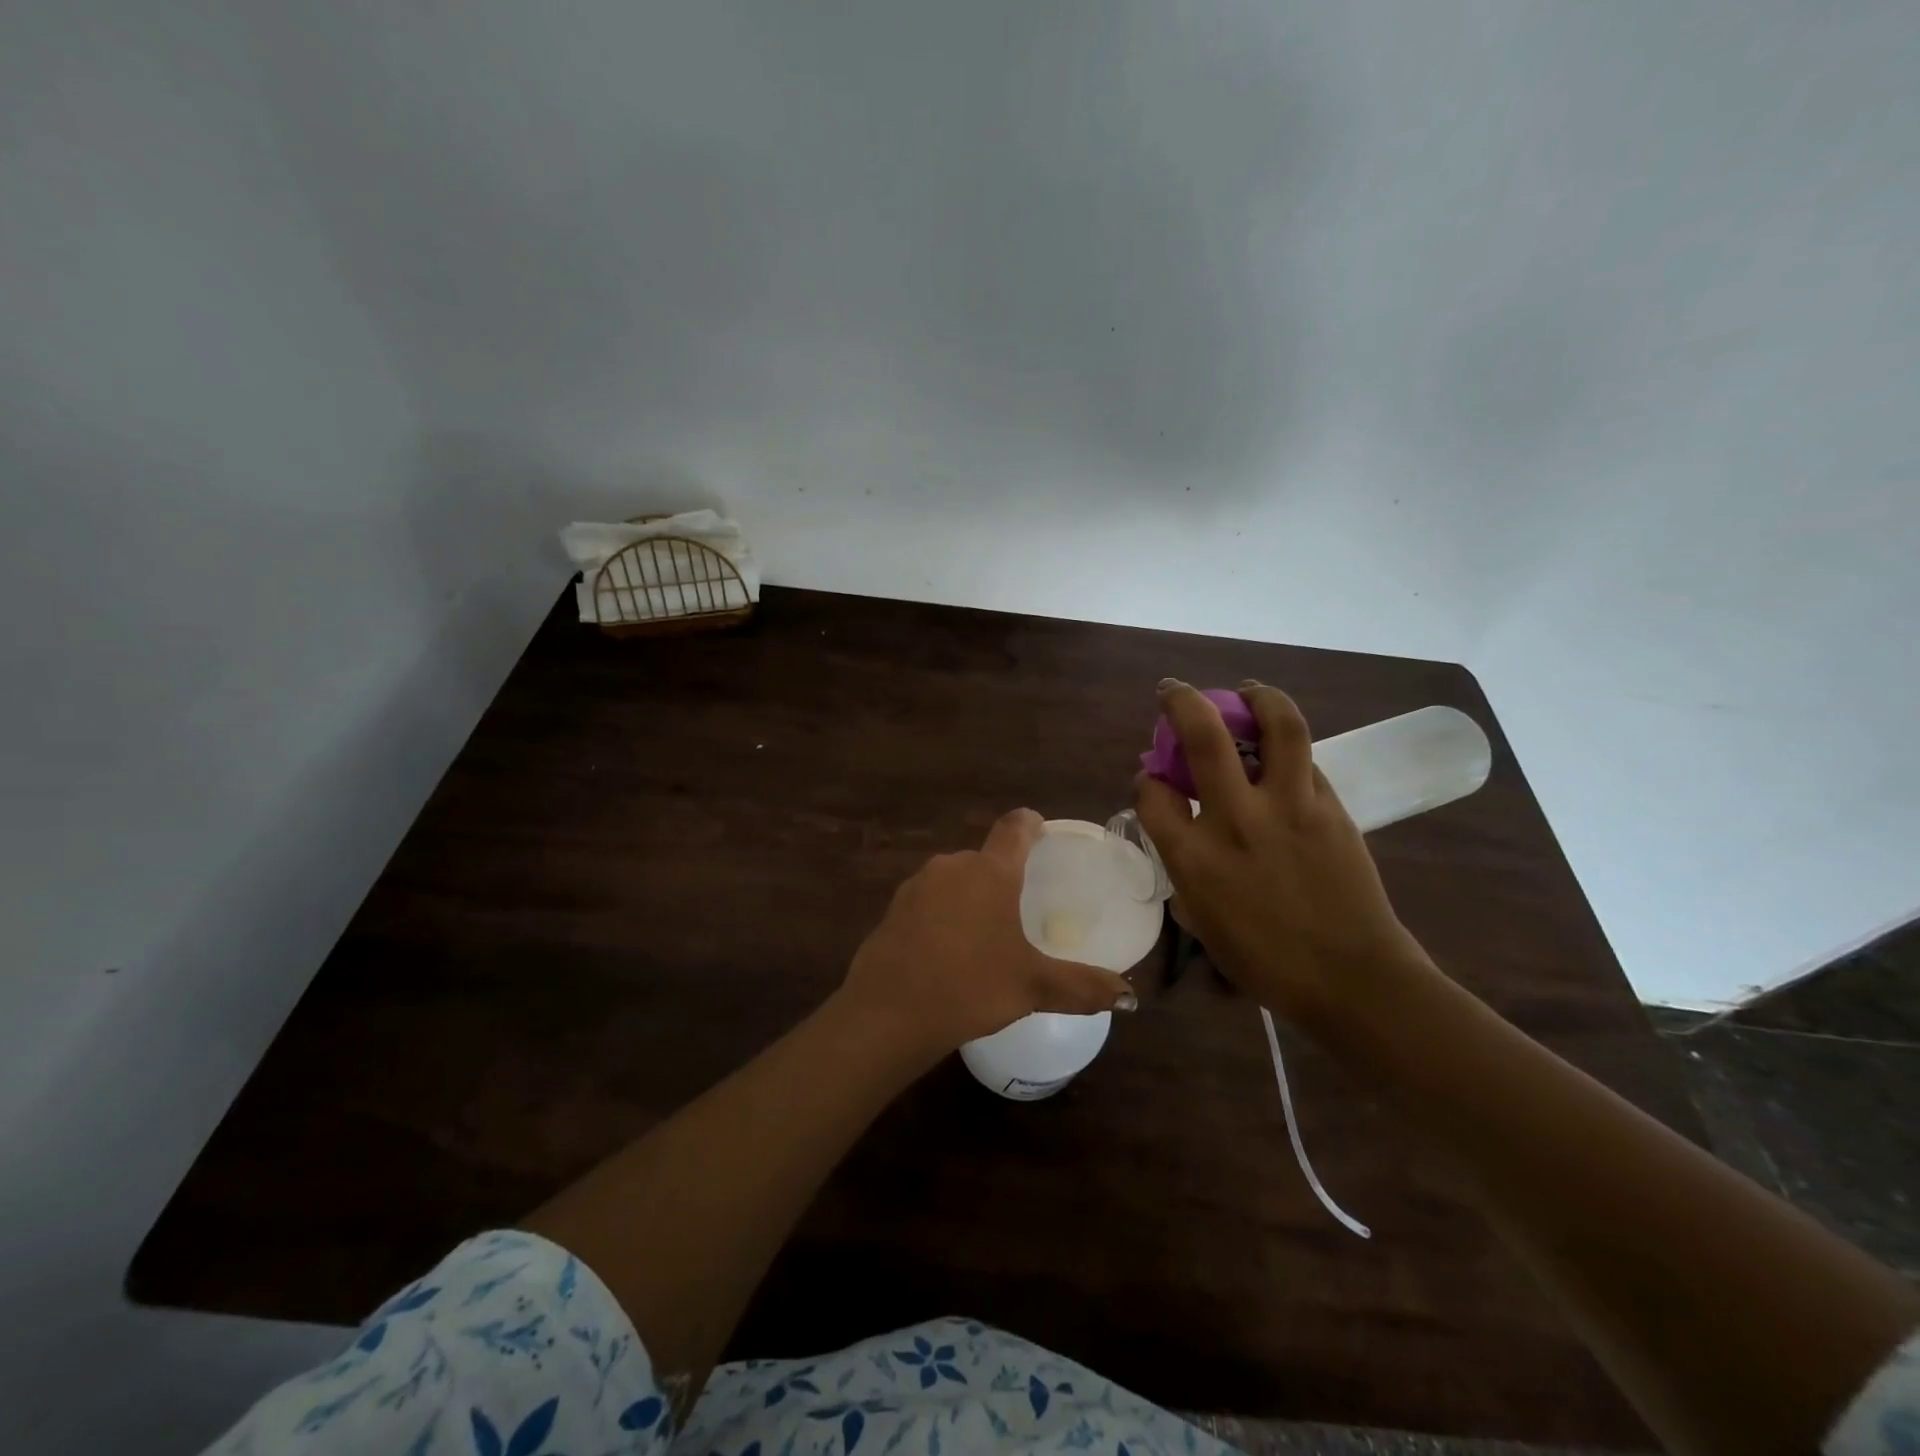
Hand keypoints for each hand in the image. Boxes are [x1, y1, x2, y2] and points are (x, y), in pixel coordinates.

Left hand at [839, 809, 1137, 1061]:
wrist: (888, 1012)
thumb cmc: (970, 986)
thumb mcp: (1033, 987)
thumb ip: (1082, 987)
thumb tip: (1129, 996)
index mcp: (990, 872)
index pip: (1014, 827)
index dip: (1030, 824)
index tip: (1040, 829)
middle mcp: (952, 866)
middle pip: (984, 858)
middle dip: (1002, 875)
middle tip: (1020, 907)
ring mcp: (917, 886)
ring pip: (954, 880)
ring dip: (971, 897)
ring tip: (986, 935)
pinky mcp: (893, 909)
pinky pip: (929, 902)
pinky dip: (944, 916)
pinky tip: (949, 952)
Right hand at [1132, 678, 1429, 1027]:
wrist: (1351, 978)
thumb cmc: (1265, 961)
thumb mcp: (1201, 920)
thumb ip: (1185, 868)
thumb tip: (1182, 832)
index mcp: (1194, 857)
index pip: (1152, 793)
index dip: (1147, 780)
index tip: (1154, 780)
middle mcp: (1237, 819)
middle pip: (1204, 736)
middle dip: (1181, 702)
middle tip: (1173, 691)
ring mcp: (1289, 808)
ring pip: (1277, 726)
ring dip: (1258, 697)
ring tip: (1248, 692)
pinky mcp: (1331, 807)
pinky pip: (1307, 761)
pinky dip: (1289, 748)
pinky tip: (1283, 753)